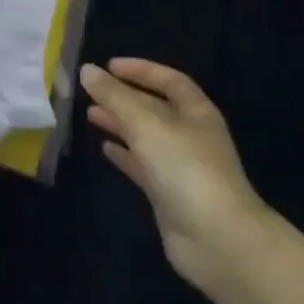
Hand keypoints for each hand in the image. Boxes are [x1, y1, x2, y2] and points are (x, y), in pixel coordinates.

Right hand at [80, 60, 269, 291]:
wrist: (215, 238)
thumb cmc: (185, 169)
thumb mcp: (146, 125)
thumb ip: (115, 97)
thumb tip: (87, 70)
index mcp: (196, 113)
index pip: (170, 81)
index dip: (141, 70)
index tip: (109, 66)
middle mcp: (190, 135)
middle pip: (155, 108)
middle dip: (124, 97)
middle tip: (91, 91)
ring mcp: (180, 166)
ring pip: (145, 136)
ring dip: (120, 124)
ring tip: (90, 114)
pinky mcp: (167, 193)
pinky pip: (142, 165)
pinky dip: (124, 155)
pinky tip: (104, 149)